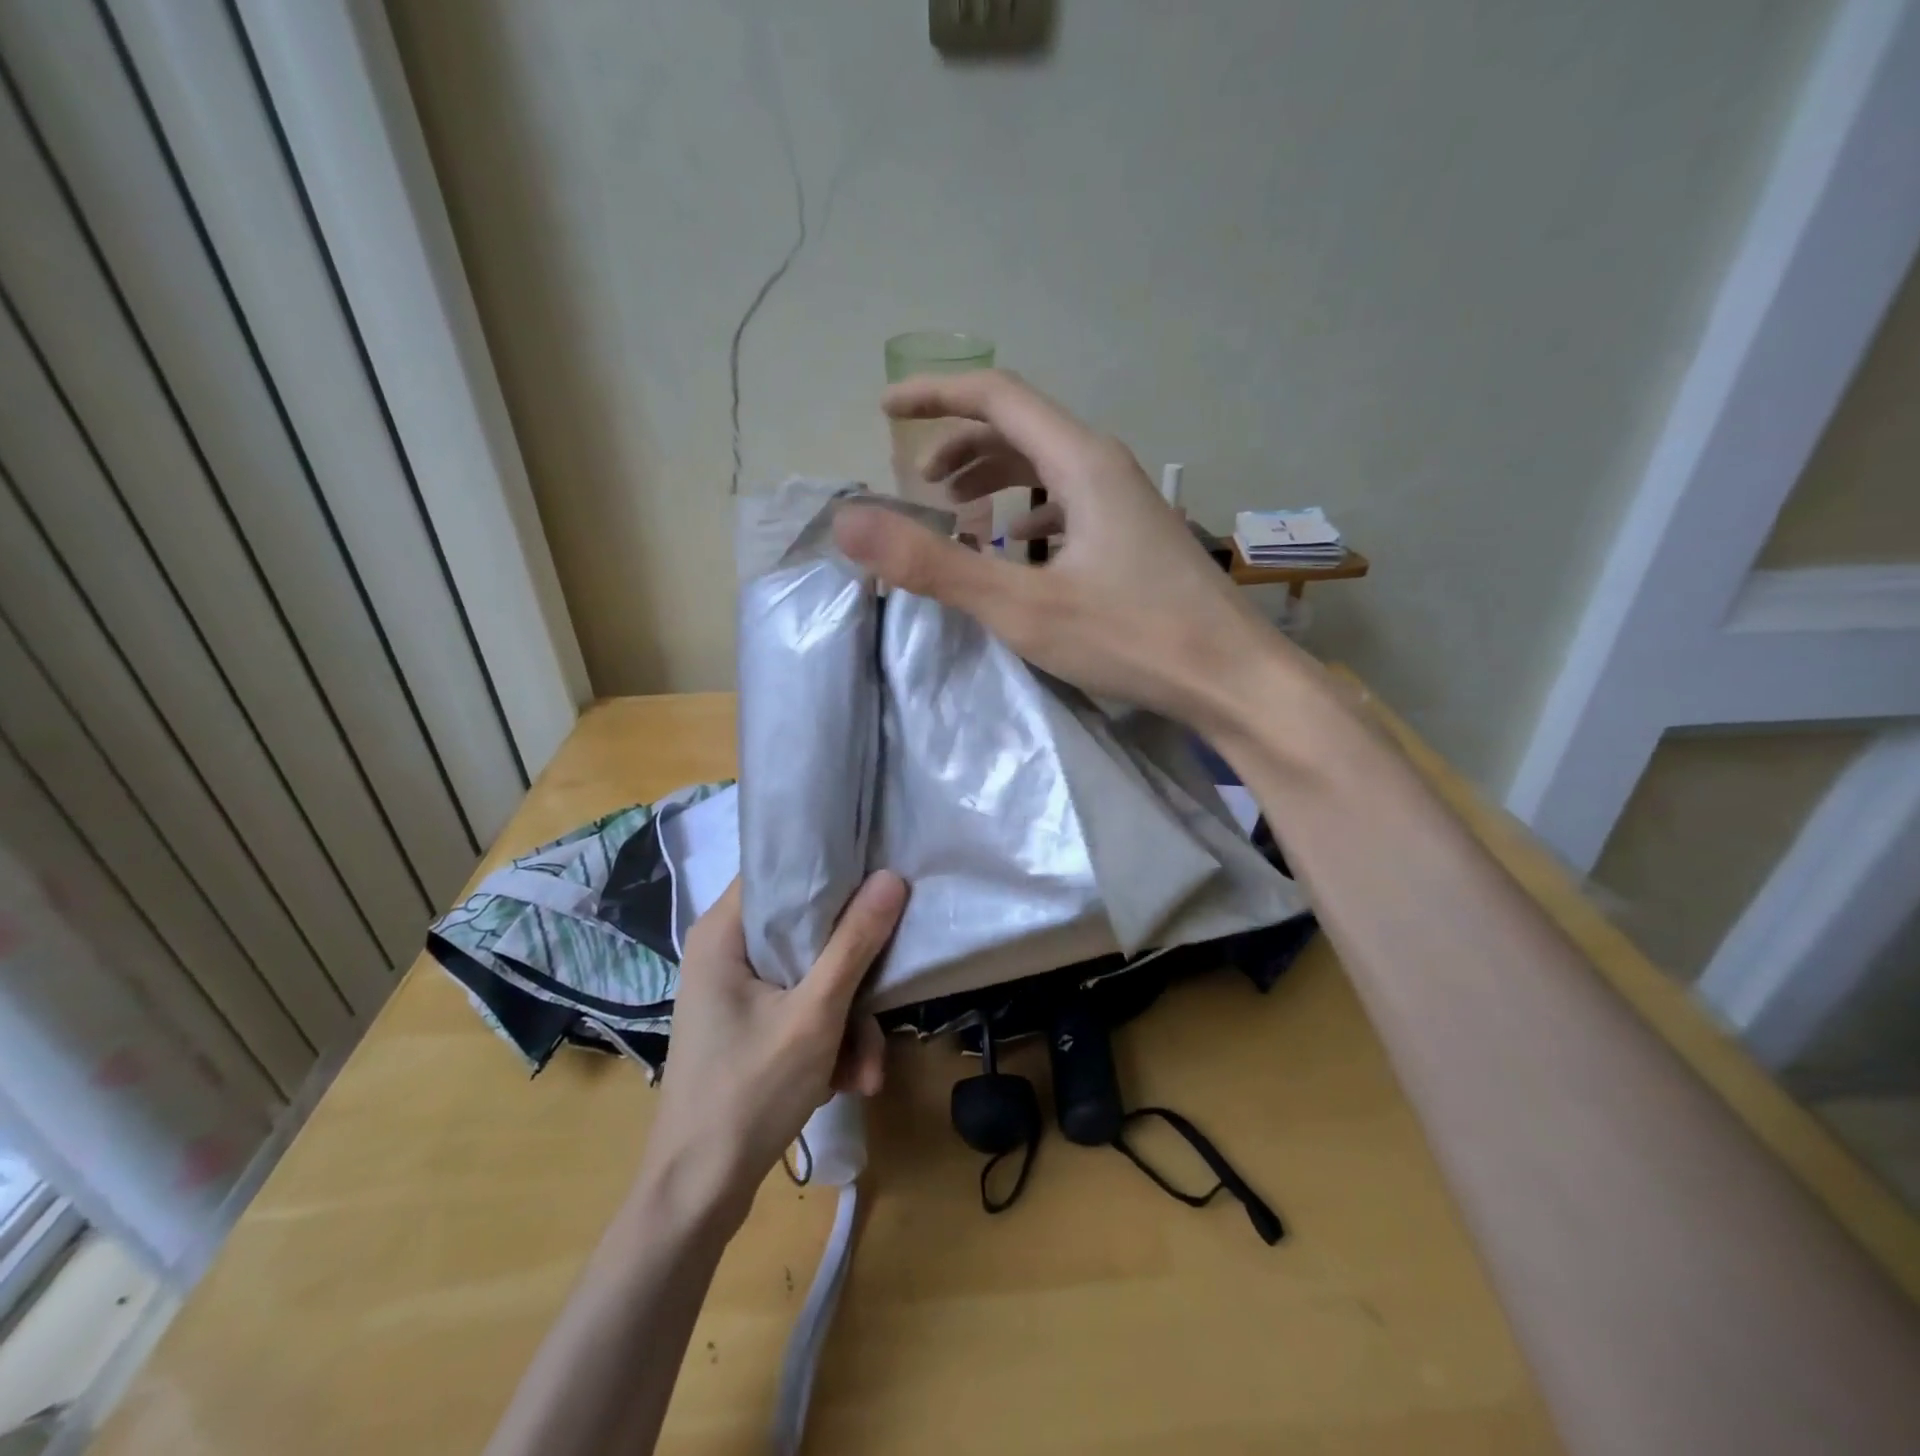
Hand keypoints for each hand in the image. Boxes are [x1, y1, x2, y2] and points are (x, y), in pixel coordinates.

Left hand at [639, 873, 907, 1230]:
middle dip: (852, 978)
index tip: (879, 879)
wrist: (697, 1196)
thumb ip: (855, 943)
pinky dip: (828, 1040)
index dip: (831, 869)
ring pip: (810, 975)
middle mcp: (725, 951)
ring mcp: (735, 991)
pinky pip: (800, 1008)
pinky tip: (846, 1082)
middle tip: (879, 1013)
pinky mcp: (746, 1023)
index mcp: (723, 932)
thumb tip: (891, 876)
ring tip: (866, 1074)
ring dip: (848, 1023)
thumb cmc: (748, 1093)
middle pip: (805, 931)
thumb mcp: (815, 1015)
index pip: (779, 869)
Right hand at [834, 370, 1293, 734]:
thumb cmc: (1133, 638)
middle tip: (919, 485)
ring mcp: (1128, 505)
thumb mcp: (1023, 606)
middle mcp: (1107, 468)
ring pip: (1048, 471)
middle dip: (961, 448)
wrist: (1233, 679)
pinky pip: (1070, 507)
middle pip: (1022, 430)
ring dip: (996, 483)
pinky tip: (1020, 550)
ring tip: (957, 518)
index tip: (885, 411)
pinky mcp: (1136, 541)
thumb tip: (850, 524)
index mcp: (1082, 463)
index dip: (935, 395)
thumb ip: (935, 565)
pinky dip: (1030, 516)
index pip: (997, 396)